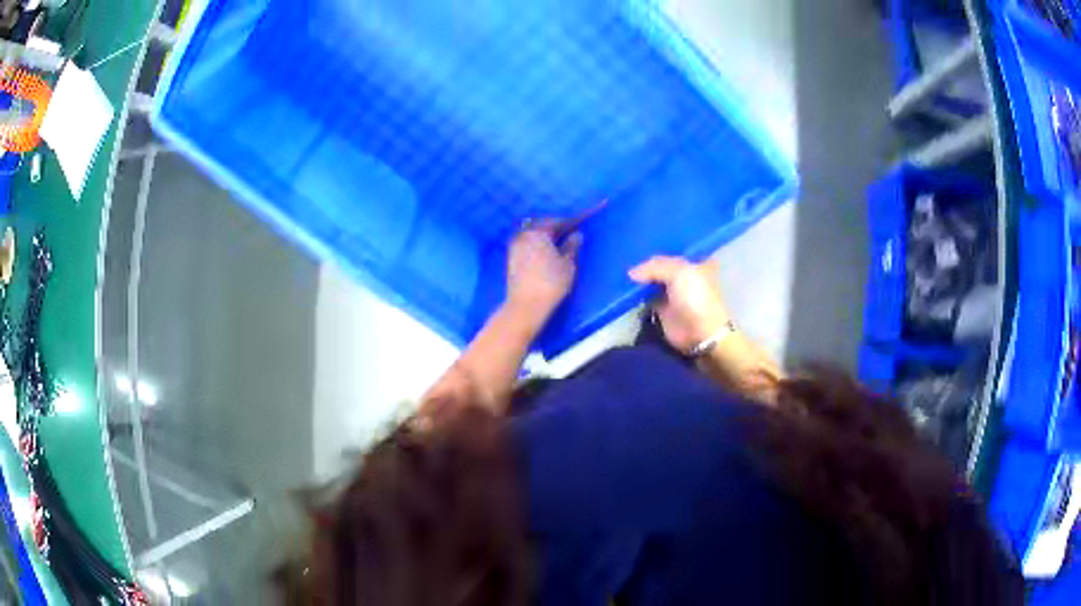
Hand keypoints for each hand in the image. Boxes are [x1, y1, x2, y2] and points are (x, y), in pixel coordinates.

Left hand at [507, 220, 582, 325]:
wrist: (525, 305)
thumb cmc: (550, 283)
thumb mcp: (568, 265)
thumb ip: (572, 247)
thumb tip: (577, 235)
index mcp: (538, 232)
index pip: (557, 222)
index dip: (570, 223)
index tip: (580, 226)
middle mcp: (523, 235)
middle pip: (542, 227)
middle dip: (556, 229)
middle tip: (570, 235)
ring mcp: (514, 247)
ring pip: (533, 236)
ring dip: (545, 238)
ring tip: (558, 245)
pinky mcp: (510, 259)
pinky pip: (526, 245)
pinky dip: (536, 246)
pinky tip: (545, 254)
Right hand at [629, 256, 731, 353]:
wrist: (699, 332)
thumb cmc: (695, 297)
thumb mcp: (678, 272)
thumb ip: (654, 267)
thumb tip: (631, 273)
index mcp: (696, 263)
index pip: (674, 251)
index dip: (659, 247)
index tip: (640, 246)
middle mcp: (685, 275)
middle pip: (661, 265)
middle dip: (647, 263)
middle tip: (626, 257)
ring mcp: (673, 292)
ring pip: (653, 280)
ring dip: (640, 278)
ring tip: (622, 270)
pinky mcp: (662, 308)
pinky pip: (646, 296)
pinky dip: (637, 293)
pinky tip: (624, 285)